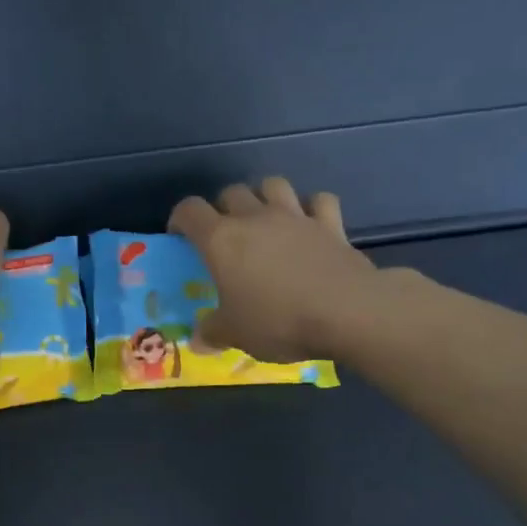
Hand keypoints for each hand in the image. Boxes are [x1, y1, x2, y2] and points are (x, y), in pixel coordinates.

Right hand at [168, 179, 379, 361]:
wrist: (346, 312)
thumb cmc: (277, 321)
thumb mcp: (235, 334)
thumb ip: (212, 332)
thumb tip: (197, 340)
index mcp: (221, 240)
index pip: (190, 211)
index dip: (180, 219)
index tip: (180, 236)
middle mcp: (255, 218)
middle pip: (231, 192)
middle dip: (222, 207)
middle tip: (225, 234)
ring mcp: (295, 217)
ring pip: (273, 185)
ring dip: (264, 196)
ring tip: (264, 218)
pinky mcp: (330, 224)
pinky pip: (319, 201)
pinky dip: (312, 207)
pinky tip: (310, 223)